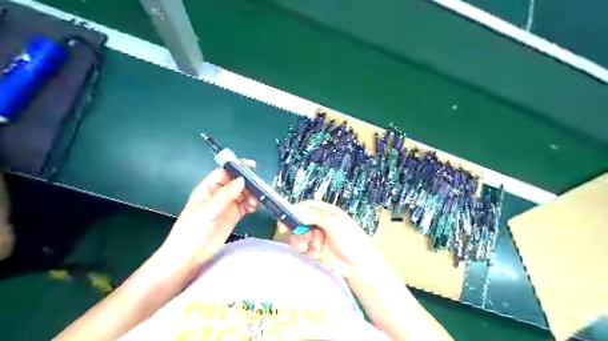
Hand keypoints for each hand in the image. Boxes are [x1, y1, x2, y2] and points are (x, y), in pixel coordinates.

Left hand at [157, 161, 257, 270]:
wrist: (189, 256)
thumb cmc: (192, 230)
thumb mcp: (208, 210)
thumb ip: (225, 194)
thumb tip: (242, 180)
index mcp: (208, 188)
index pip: (224, 172)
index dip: (237, 167)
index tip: (252, 166)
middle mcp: (218, 195)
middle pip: (236, 182)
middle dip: (248, 182)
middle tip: (259, 186)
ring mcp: (226, 206)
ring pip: (243, 194)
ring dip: (251, 195)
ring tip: (255, 201)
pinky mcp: (233, 216)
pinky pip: (245, 206)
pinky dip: (251, 205)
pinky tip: (254, 207)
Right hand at [280, 201, 383, 277]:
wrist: (359, 267)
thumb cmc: (352, 241)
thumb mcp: (336, 226)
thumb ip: (317, 217)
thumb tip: (298, 212)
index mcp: (327, 212)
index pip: (307, 207)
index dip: (295, 211)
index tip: (286, 219)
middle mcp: (320, 222)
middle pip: (300, 221)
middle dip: (296, 229)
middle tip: (294, 236)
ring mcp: (317, 236)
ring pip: (299, 235)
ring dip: (301, 241)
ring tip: (310, 248)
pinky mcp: (315, 250)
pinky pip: (302, 248)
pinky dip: (305, 251)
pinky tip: (314, 255)